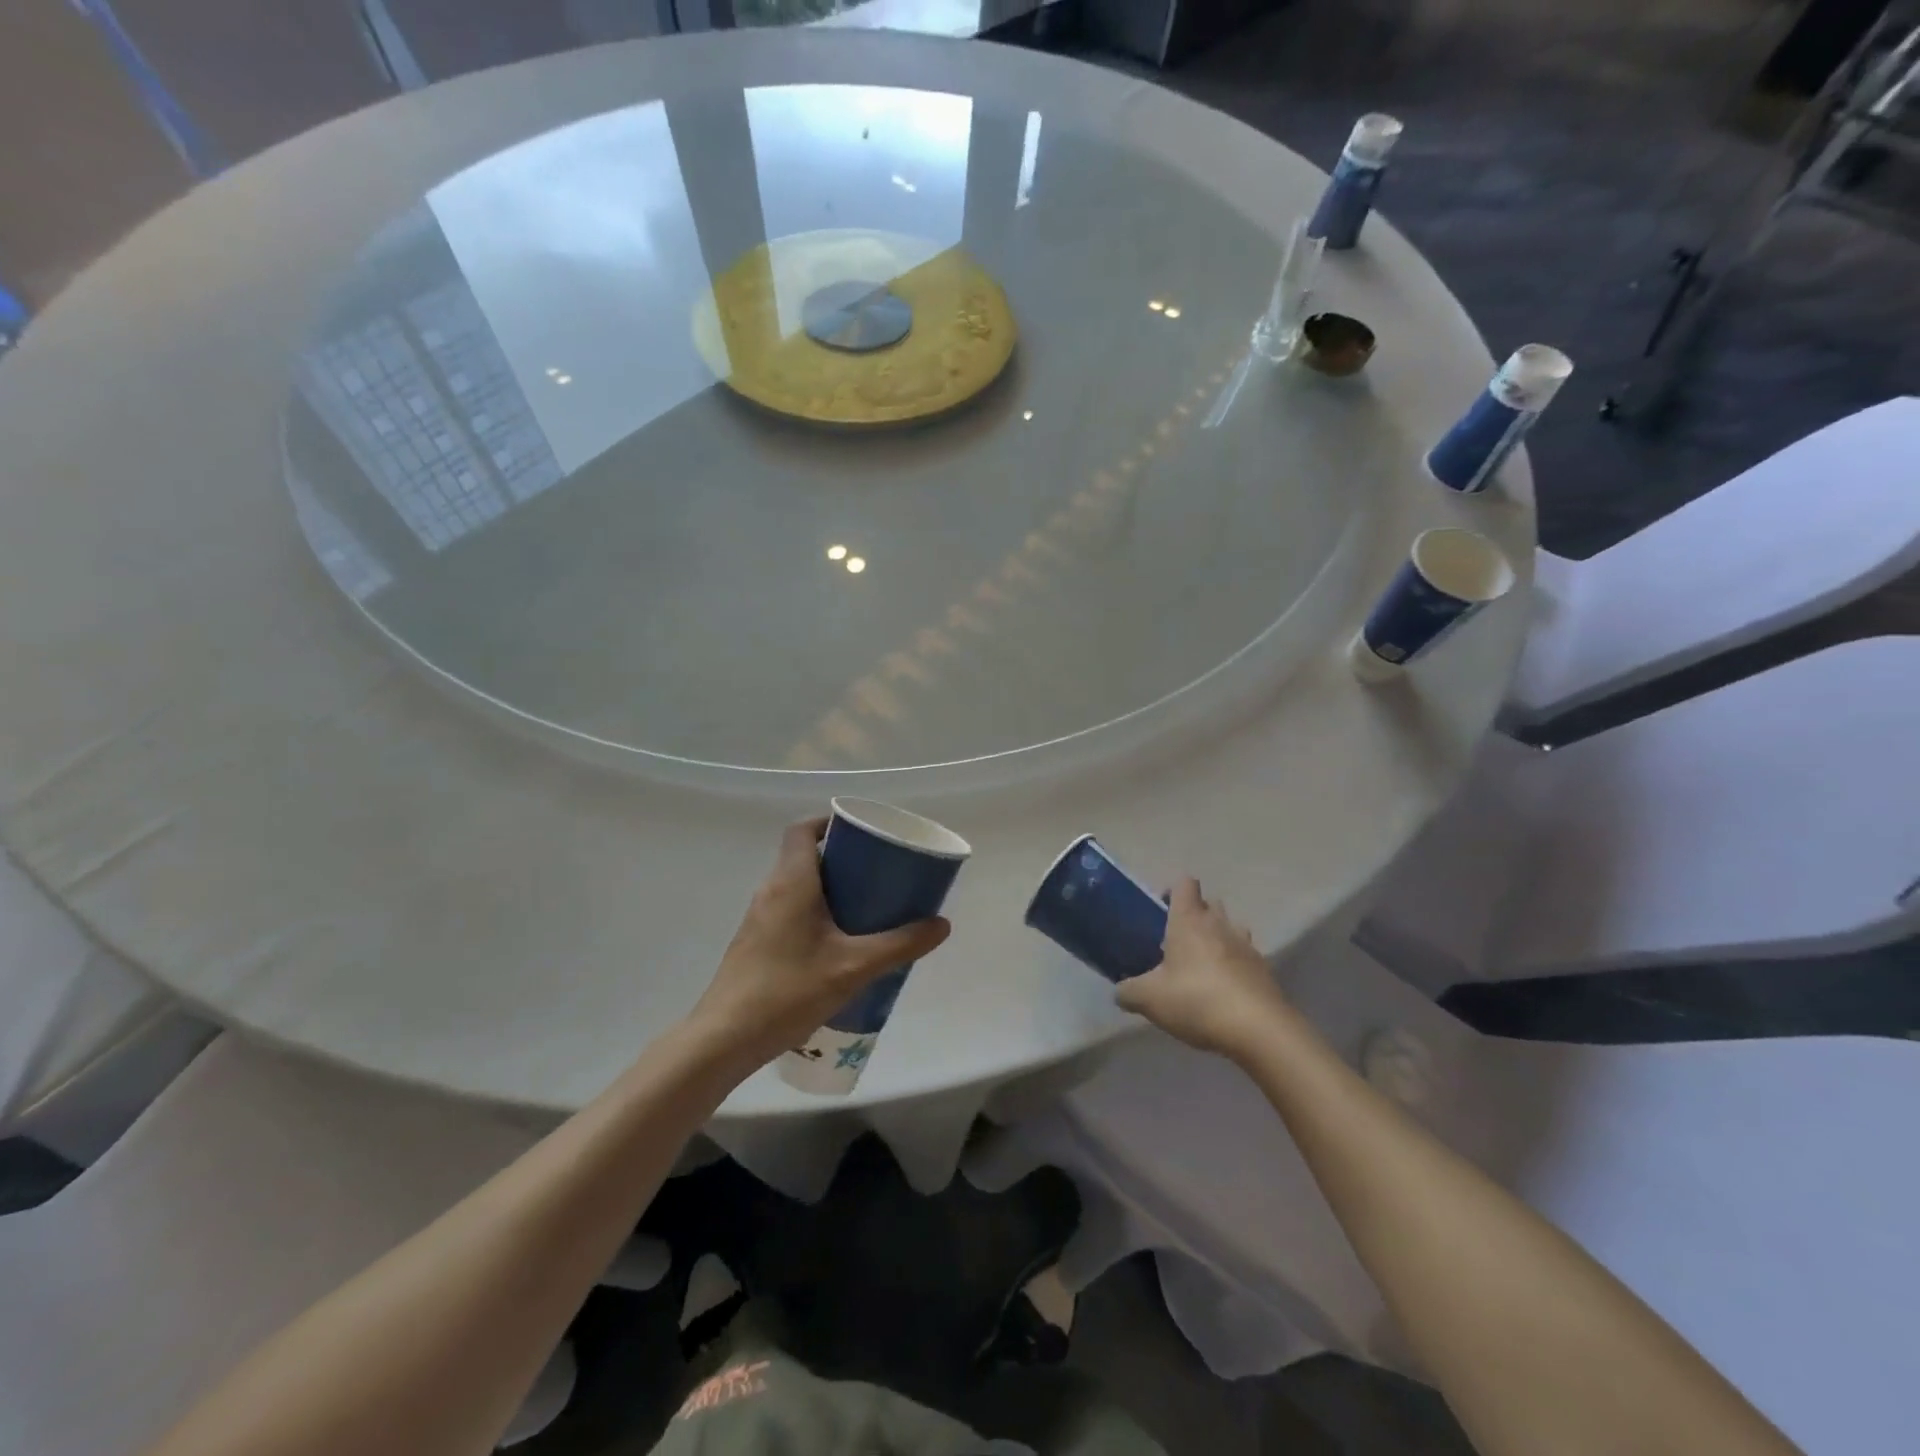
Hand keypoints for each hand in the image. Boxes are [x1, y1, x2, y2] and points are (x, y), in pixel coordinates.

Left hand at [686, 818, 951, 1072]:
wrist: (724, 1039)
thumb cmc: (788, 991)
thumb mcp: (854, 967)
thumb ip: (900, 944)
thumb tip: (941, 924)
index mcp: (791, 881)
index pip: (802, 829)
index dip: (830, 822)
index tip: (862, 834)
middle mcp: (771, 891)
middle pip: (804, 856)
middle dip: (842, 859)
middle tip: (878, 874)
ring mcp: (759, 918)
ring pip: (798, 886)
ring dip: (830, 888)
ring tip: (866, 907)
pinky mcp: (756, 943)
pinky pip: (790, 911)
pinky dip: (816, 912)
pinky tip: (839, 944)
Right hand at [1116, 878, 1288, 1059]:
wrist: (1259, 1029)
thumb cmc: (1196, 1000)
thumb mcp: (1149, 999)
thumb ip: (1128, 991)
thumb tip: (1120, 991)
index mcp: (1189, 920)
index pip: (1185, 884)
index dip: (1173, 891)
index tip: (1161, 911)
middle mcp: (1220, 925)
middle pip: (1210, 904)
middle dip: (1196, 915)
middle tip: (1177, 942)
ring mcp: (1247, 946)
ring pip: (1231, 929)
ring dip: (1218, 940)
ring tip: (1202, 966)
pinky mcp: (1265, 971)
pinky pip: (1246, 958)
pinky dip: (1235, 967)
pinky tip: (1223, 992)